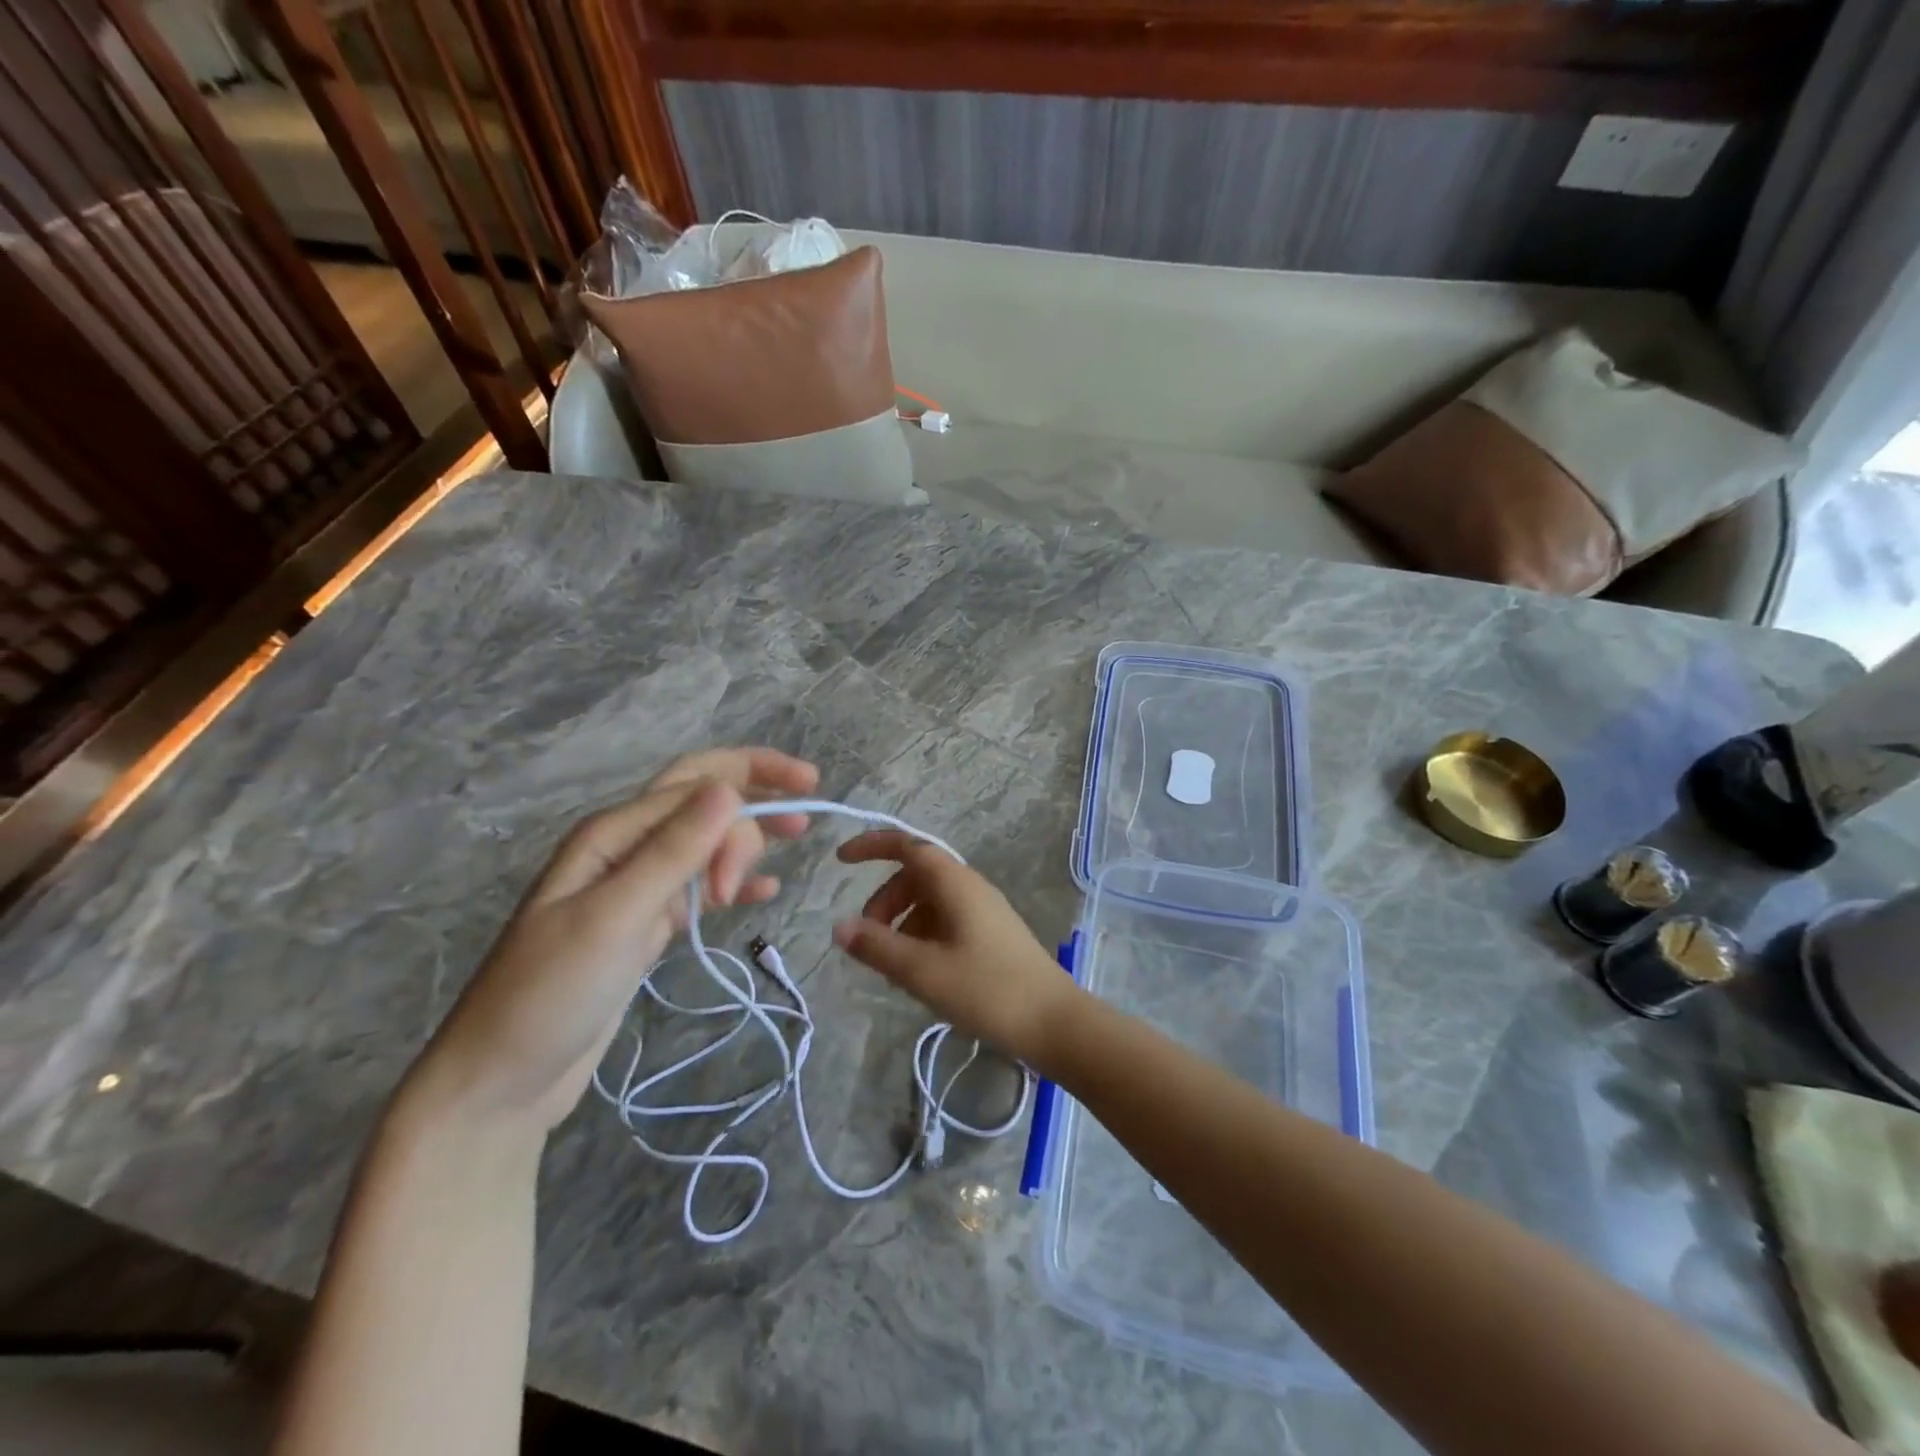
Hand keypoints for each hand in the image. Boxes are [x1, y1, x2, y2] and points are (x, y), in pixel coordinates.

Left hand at [410, 747, 818, 1134]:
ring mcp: (635, 889)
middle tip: (800, 833)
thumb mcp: (617, 915)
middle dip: (755, 799)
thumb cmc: (551, 992)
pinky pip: (698, 887)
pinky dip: (734, 882)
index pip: (697, 782)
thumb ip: (674, 852)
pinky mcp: (644, 926)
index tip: (805, 805)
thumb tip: (729, 789)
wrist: (500, 1080)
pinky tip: (765, 891)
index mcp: (613, 833)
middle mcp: (625, 849)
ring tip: (793, 845)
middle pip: (702, 802)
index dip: (755, 781)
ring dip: (747, 839)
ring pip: (704, 843)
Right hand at [831, 831, 1083, 1067]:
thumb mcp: (923, 971)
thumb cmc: (987, 990)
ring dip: (902, 924)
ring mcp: (983, 911)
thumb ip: (878, 947)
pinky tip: (918, 974)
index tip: (841, 860)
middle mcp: (970, 888)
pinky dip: (922, 937)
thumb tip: (839, 927)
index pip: (908, 846)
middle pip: (915, 877)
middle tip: (866, 940)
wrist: (1054, 1022)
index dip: (873, 846)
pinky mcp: (990, 935)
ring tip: (891, 967)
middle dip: (884, 901)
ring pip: (929, 902)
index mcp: (955, 884)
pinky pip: (945, 922)